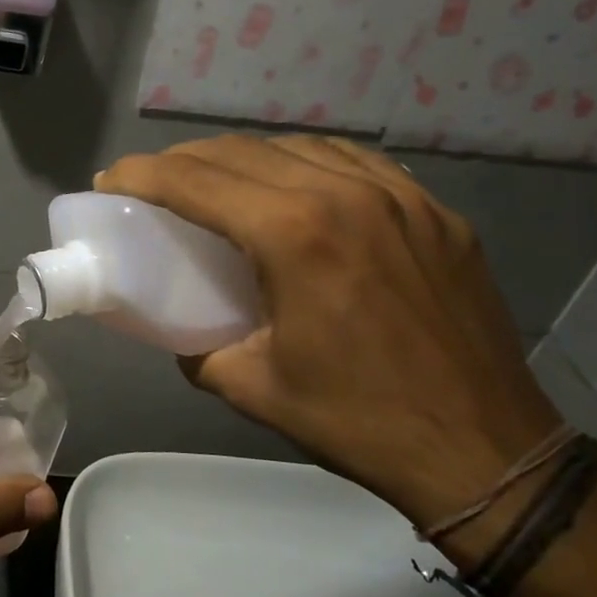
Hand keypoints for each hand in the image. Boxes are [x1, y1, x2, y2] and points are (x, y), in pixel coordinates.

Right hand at [97, 135, 561, 527]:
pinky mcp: (435, 211)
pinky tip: (294, 185)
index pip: (195, 181)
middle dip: (183, 160)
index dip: (142, 175)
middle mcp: (345, 195)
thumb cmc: (359, 422)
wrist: (486, 450)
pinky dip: (306, 163)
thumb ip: (199, 348)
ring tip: (217, 182)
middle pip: (240, 152)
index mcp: (295, 235)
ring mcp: (400, 196)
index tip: (110, 181)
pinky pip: (355, 162)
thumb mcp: (253, 389)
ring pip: (298, 146)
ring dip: (242, 157)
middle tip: (151, 184)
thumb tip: (181, 329)